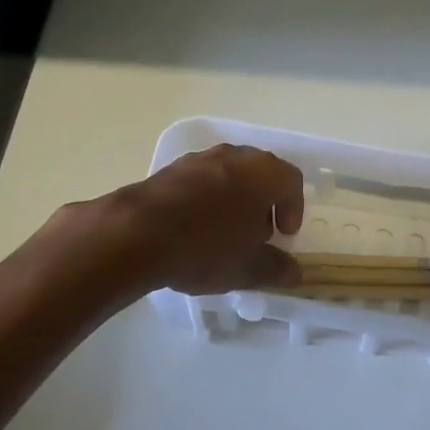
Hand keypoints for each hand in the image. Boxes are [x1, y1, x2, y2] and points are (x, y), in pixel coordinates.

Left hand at [43, 145, 304, 298]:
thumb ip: (276, 269)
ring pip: (230, 176)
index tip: (283, 236)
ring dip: (236, 200)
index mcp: (263, 172)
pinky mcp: (170, 169)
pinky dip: (208, 199)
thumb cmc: (205, 247)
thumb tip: (294, 273)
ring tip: (225, 234)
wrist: (134, 235)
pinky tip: (195, 229)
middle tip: (258, 235)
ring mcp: (200, 158)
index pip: (292, 182)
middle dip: (265, 204)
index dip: (294, 209)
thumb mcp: (247, 268)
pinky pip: (202, 181)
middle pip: (262, 174)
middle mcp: (235, 156)